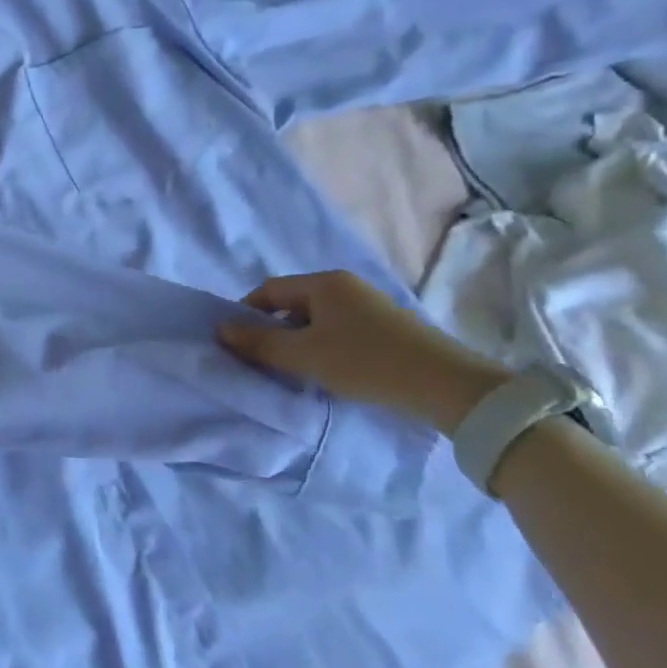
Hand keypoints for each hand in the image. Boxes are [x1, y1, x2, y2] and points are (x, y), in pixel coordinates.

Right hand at [215, 270, 509, 433]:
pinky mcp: (387, 327)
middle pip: (292, 303)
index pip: (269, 290)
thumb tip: (220, 329)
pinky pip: (340, 330)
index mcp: (323, 282)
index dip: (246, 314)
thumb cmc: (365, 362)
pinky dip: (324, 347)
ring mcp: (369, 305)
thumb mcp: (303, 355)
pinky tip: (329, 373)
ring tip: (296, 371)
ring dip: (299, 342)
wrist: (447, 385)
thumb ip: (259, 342)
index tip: (238, 343)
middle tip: (264, 362)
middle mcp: (345, 285)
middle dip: (273, 330)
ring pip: (317, 320)